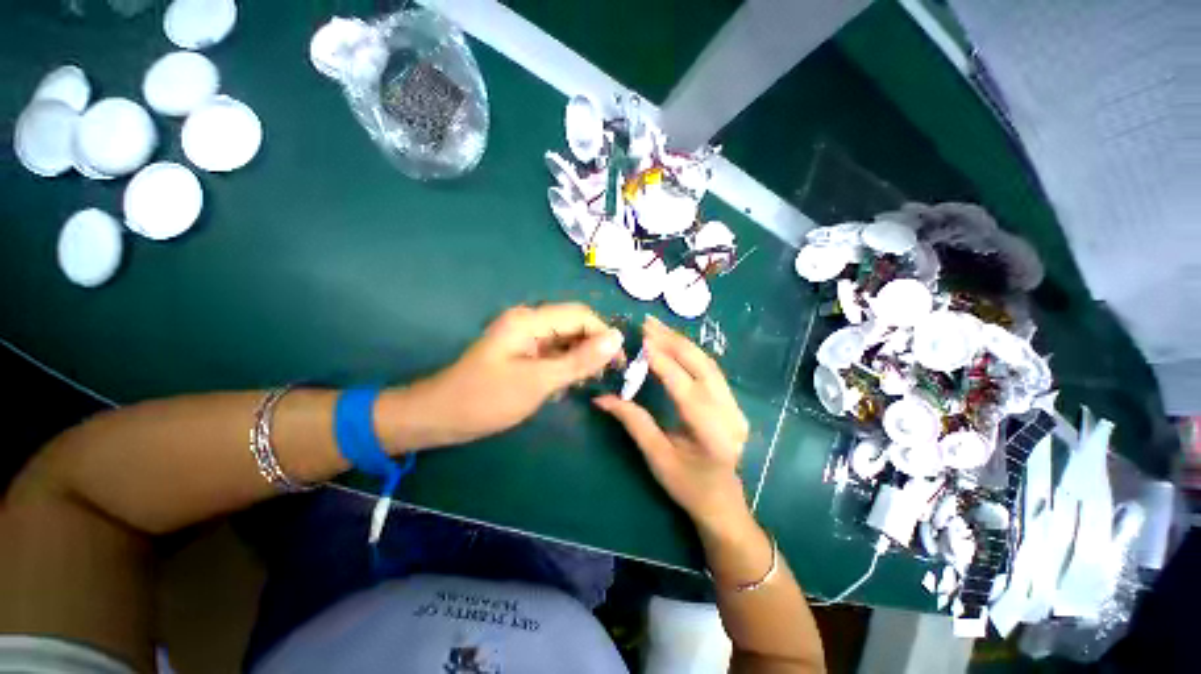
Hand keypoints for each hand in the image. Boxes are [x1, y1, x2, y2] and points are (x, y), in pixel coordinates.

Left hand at [390, 304, 624, 448]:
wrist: (440, 417)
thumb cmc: (486, 399)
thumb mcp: (538, 382)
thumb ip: (579, 360)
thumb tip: (616, 338)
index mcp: (530, 320)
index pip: (580, 315)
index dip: (604, 335)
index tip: (619, 363)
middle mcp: (529, 321)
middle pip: (574, 325)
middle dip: (594, 347)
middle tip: (607, 376)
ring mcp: (526, 337)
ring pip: (566, 340)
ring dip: (581, 358)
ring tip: (589, 382)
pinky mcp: (523, 352)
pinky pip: (554, 352)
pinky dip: (565, 366)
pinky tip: (568, 384)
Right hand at [594, 316, 750, 528]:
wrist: (722, 502)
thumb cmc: (687, 486)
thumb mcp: (656, 457)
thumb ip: (633, 422)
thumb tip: (602, 398)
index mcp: (713, 435)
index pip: (685, 389)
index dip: (663, 362)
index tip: (641, 341)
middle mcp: (731, 416)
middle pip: (702, 368)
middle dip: (673, 342)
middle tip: (647, 324)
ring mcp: (736, 407)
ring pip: (708, 364)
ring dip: (682, 343)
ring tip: (657, 327)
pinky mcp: (733, 402)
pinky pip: (710, 370)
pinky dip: (690, 353)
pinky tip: (673, 342)